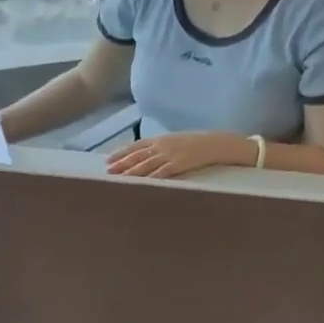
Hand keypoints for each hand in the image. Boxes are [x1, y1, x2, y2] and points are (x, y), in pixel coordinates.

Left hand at [107, 131, 252, 178]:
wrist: (215, 143)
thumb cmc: (196, 144)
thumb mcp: (175, 141)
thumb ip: (160, 147)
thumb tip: (147, 155)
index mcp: (160, 139)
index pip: (136, 146)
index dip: (121, 153)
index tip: (108, 160)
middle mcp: (162, 146)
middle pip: (137, 155)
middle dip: (122, 163)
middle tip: (108, 170)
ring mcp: (169, 155)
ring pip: (146, 164)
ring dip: (131, 172)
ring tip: (118, 178)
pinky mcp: (178, 164)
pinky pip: (161, 172)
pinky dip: (150, 178)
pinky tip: (141, 183)